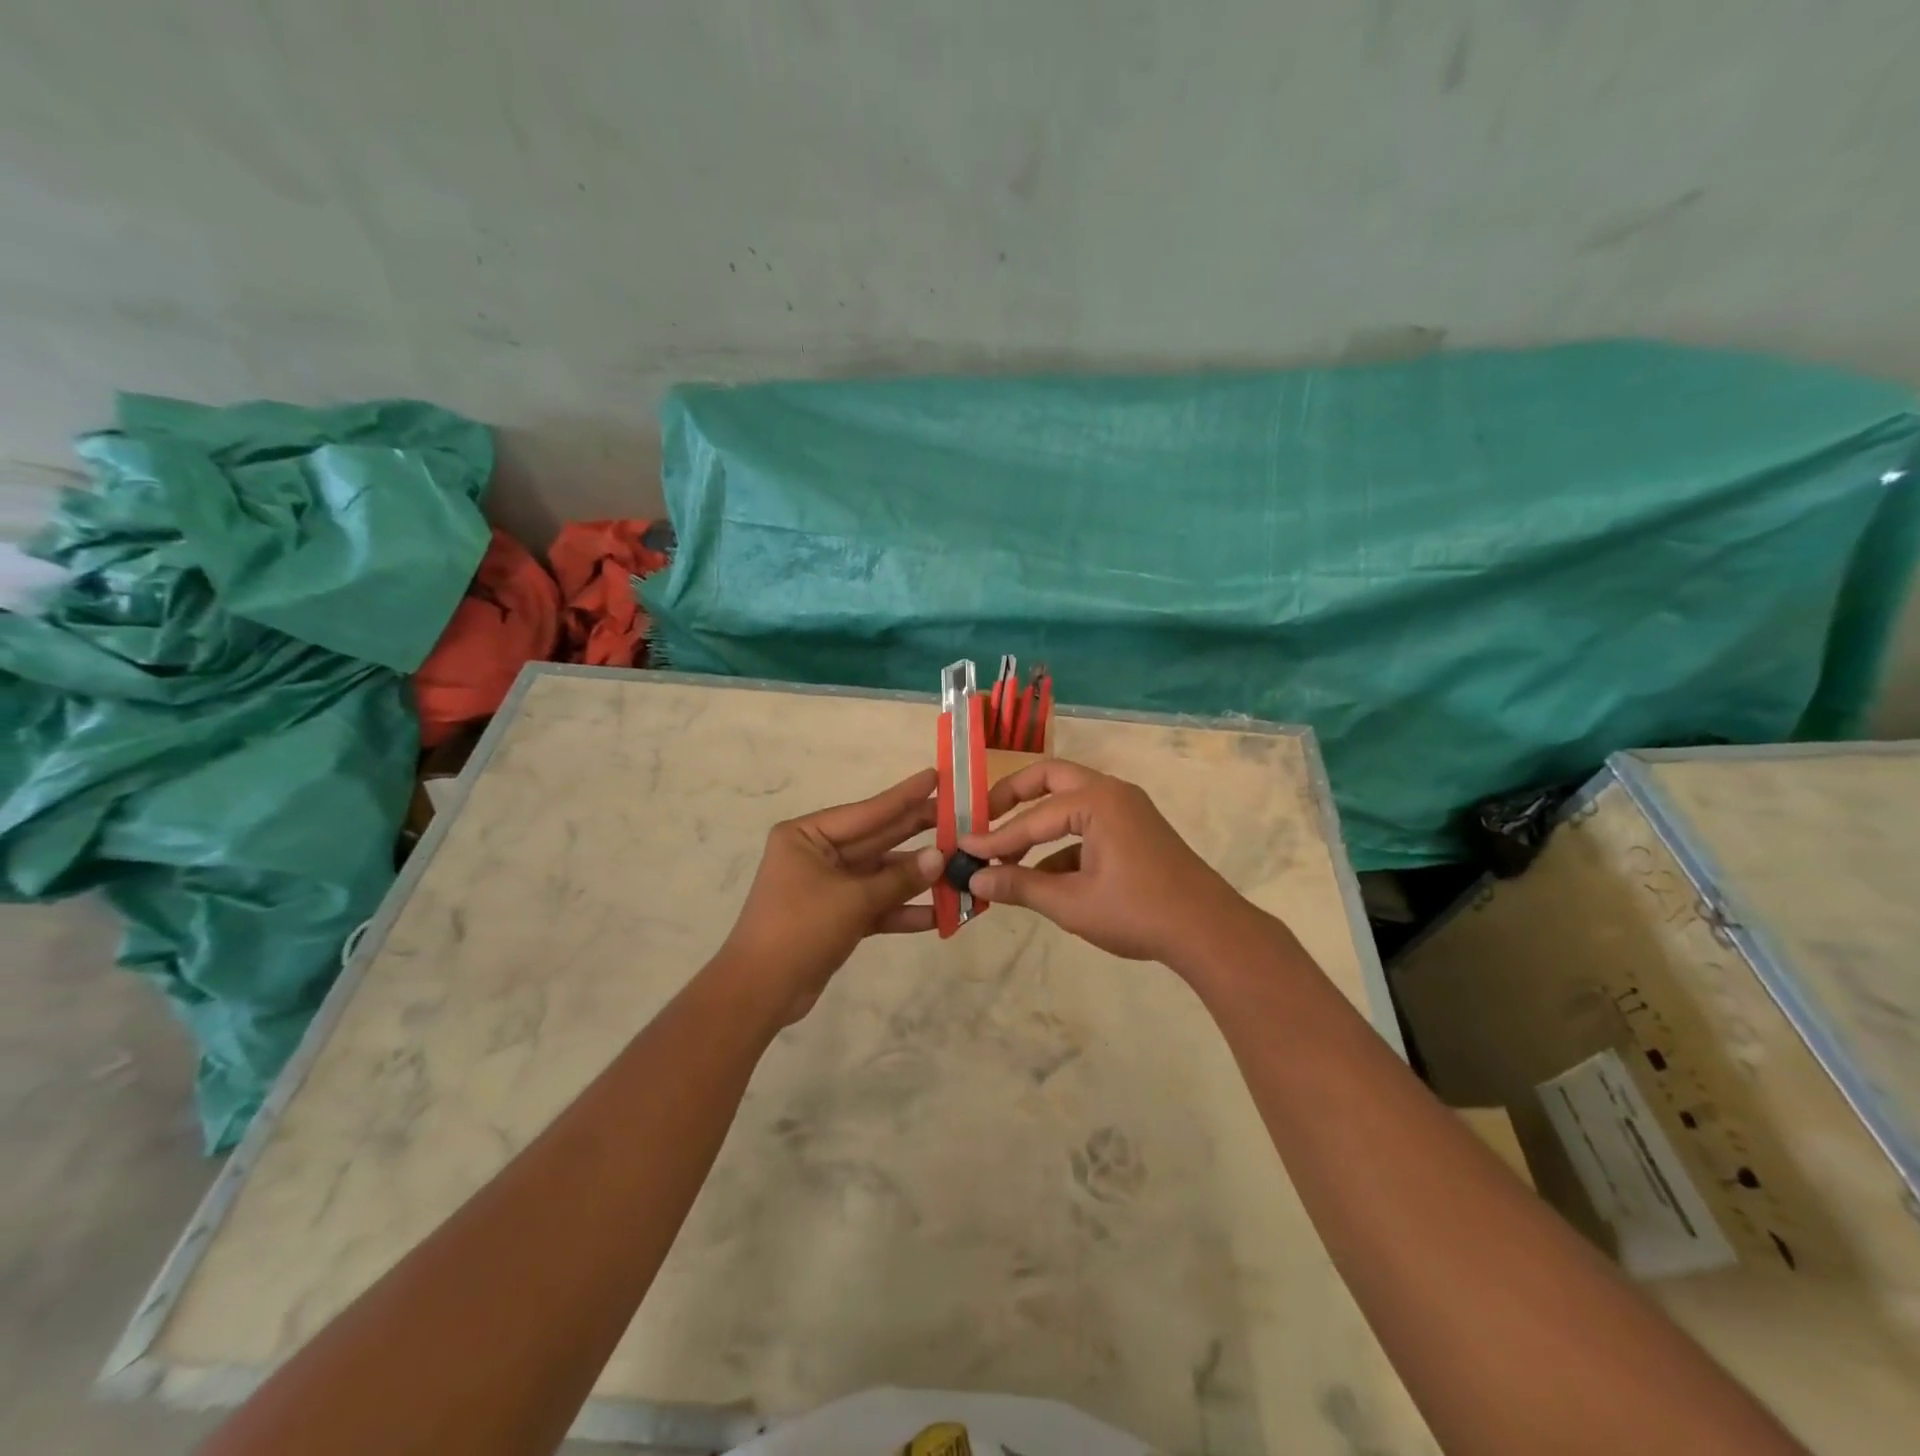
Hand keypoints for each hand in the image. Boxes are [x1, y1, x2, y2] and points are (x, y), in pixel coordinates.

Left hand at [720, 768, 945, 1020]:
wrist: (759, 992)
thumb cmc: (799, 928)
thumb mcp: (852, 900)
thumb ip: (899, 878)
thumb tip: (940, 857)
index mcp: (808, 835)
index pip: (867, 811)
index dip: (904, 796)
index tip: (936, 776)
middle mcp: (818, 854)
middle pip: (878, 840)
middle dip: (918, 834)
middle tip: (960, 818)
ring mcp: (829, 887)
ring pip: (882, 875)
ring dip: (918, 878)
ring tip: (961, 868)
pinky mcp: (837, 917)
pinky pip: (877, 905)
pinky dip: (904, 910)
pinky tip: (941, 914)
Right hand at [959, 759, 1259, 965]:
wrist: (1209, 932)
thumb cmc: (1137, 912)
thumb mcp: (1072, 903)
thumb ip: (1020, 886)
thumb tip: (975, 879)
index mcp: (1096, 801)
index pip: (1032, 818)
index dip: (995, 837)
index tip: (961, 847)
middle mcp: (1111, 793)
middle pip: (1050, 779)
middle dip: (1013, 797)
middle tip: (983, 818)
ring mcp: (1127, 810)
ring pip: (1069, 803)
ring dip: (1038, 826)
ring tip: (1007, 860)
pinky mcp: (1136, 831)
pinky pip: (1089, 826)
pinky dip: (1063, 845)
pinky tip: (1045, 879)